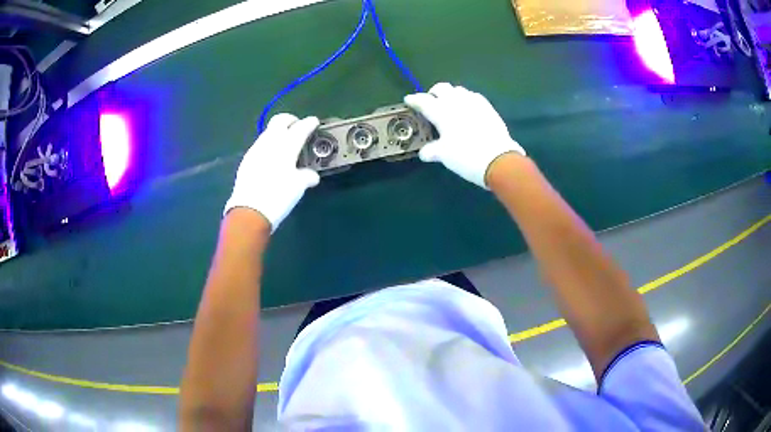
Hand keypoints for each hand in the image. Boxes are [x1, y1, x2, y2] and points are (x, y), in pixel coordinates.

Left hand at [224, 114, 319, 231]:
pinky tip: (271, 158)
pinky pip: (260, 146)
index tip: (314, 121)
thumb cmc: (278, 197)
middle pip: (279, 121)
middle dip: (290, 120)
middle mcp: (269, 143)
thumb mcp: (298, 187)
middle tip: (297, 126)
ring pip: (268, 132)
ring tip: (285, 144)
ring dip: (277, 133)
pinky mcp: (246, 160)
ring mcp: (255, 150)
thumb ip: (306, 177)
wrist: (249, 212)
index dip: (309, 123)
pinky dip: (268, 146)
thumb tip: (312, 176)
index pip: (300, 128)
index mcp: (286, 146)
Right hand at [404, 83, 525, 188]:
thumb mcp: (444, 156)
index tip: (409, 100)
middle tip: (431, 101)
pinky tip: (467, 108)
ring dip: (451, 94)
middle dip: (433, 92)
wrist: (498, 159)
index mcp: (441, 112)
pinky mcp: (488, 107)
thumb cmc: (466, 156)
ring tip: (449, 104)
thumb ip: (431, 151)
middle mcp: (456, 102)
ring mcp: (474, 102)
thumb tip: (424, 153)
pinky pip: (473, 96)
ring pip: (458, 89)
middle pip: (441, 88)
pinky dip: (466, 98)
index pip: (423, 101)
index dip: (414, 100)